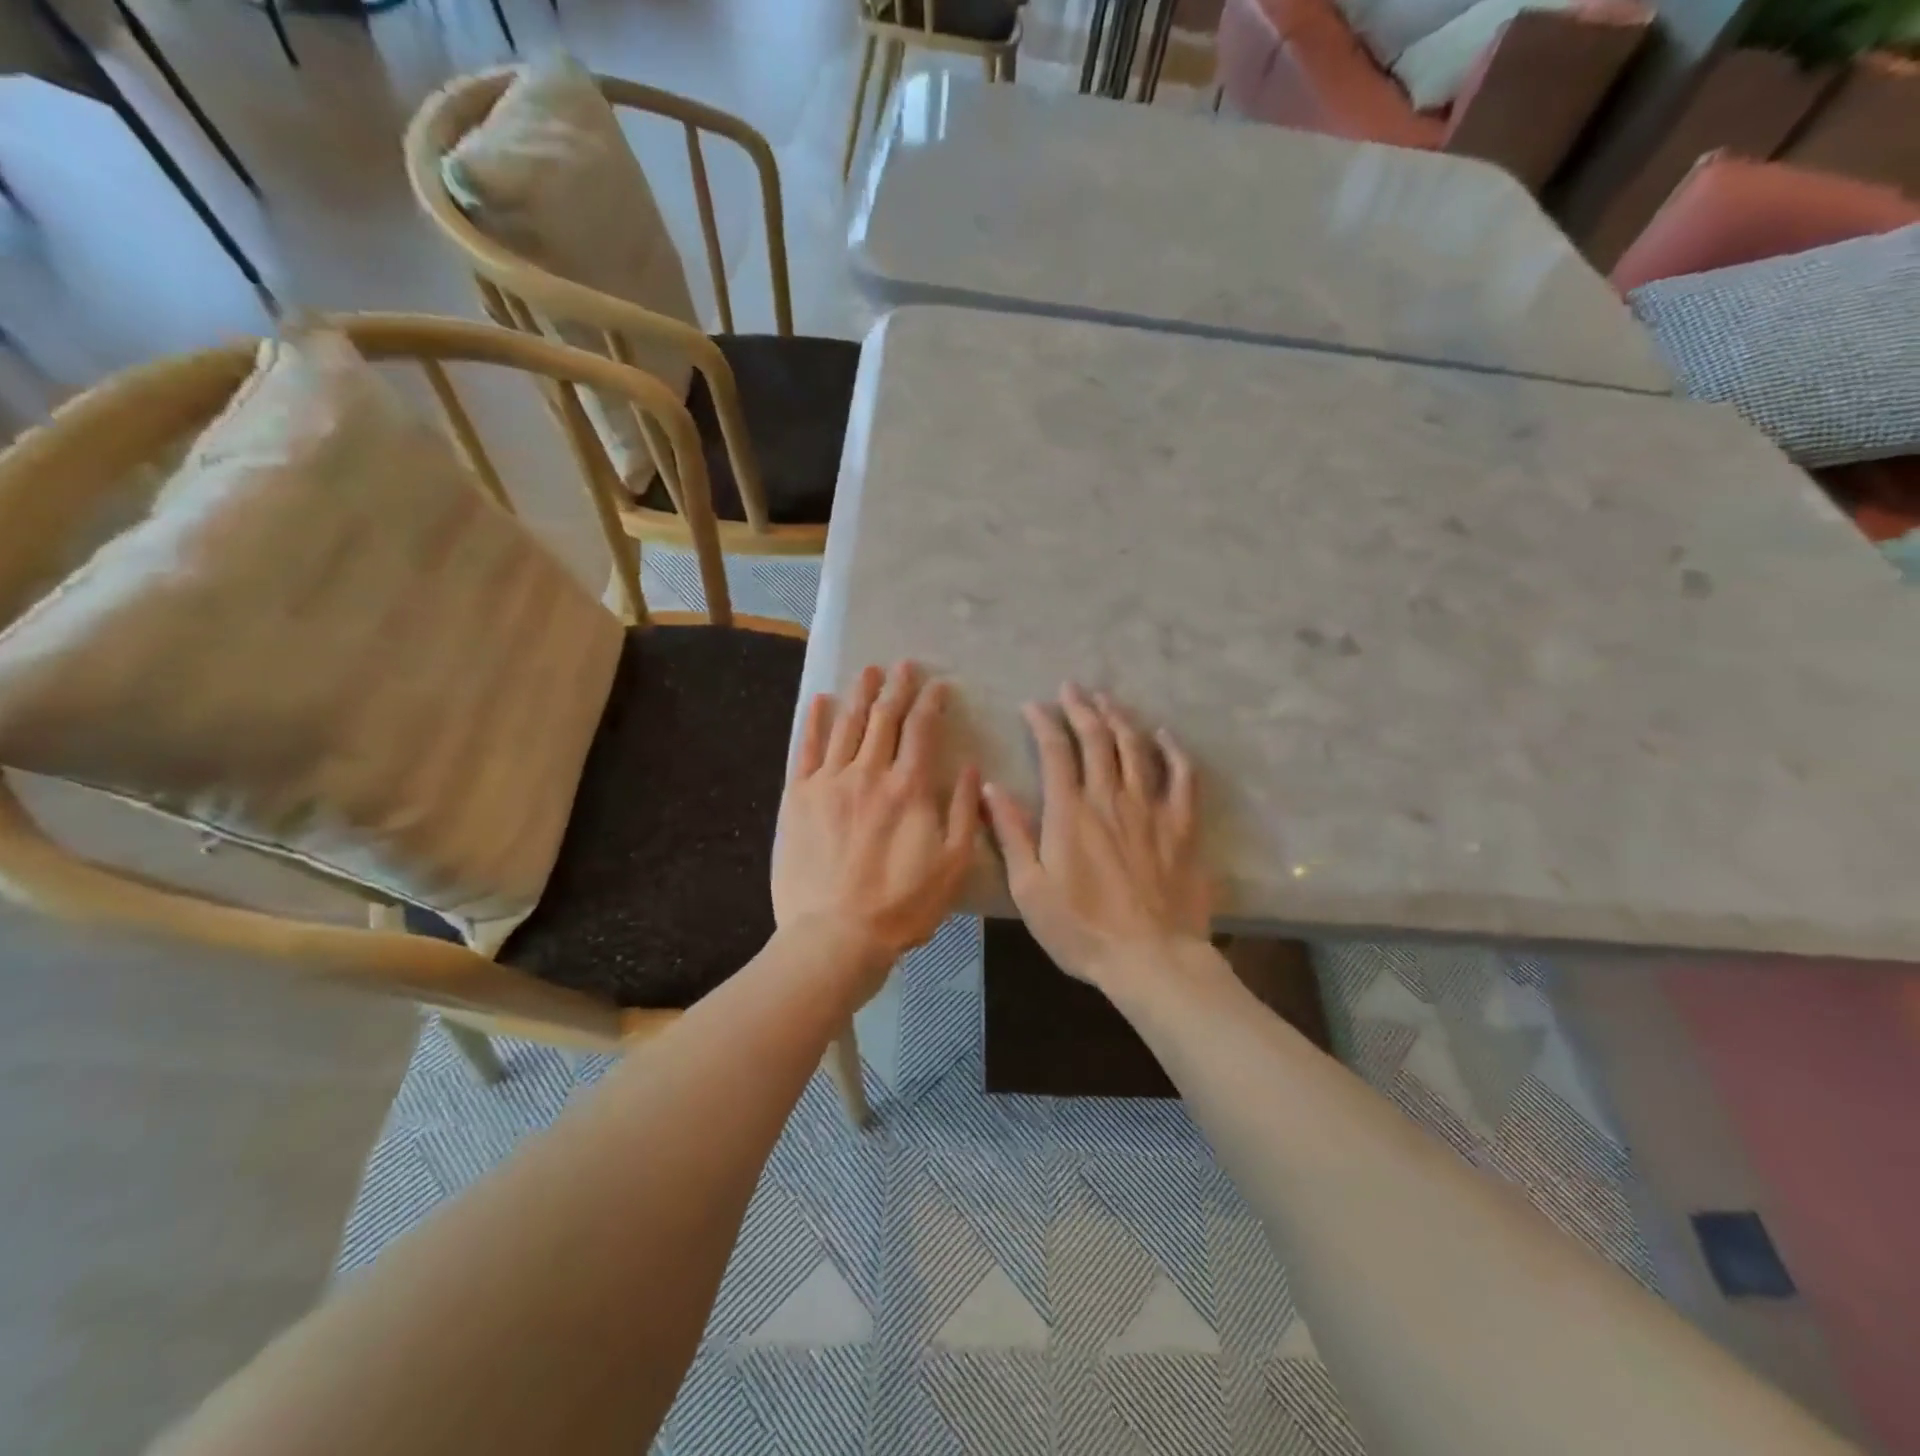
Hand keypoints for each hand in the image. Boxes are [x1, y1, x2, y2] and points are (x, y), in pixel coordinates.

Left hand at [773, 662, 979, 983]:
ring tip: (868, 670)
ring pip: (847, 725)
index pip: (922, 729)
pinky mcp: (797, 797)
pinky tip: (820, 701)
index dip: (932, 702)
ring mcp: (829, 782)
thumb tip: (971, 768)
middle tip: (903, 665)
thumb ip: (963, 811)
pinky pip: (806, 750)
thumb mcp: (953, 864)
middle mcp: (869, 773)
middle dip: (897, 687)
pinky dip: (815, 722)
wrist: (835, 935)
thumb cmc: (902, 906)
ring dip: (860, 694)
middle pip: (884, 718)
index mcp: (909, 788)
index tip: (939, 685)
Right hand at [982, 684, 1210, 993]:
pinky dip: (1172, 750)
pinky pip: (1182, 775)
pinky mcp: (1182, 825)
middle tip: (1071, 688)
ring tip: (1107, 699)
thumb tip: (989, 789)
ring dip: (1119, 717)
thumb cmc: (1082, 929)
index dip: (1043, 722)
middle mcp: (1110, 798)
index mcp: (1070, 812)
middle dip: (1081, 707)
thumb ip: (1011, 834)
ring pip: (1136, 746)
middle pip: (1097, 738)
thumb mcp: (1030, 889)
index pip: (1054, 751)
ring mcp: (1150, 808)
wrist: (1151, 958)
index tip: (1033, 706)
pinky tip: (1163, 735)